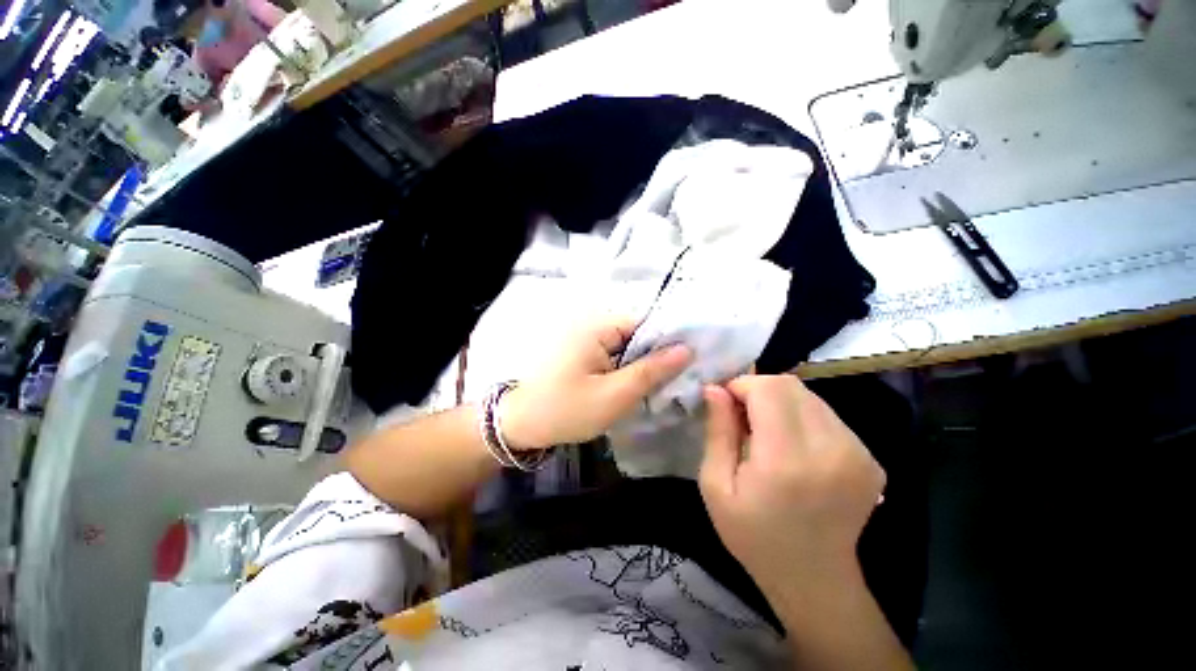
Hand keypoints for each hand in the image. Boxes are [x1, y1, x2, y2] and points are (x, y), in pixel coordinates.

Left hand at [500, 318, 691, 449]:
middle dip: (655, 358)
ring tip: (659, 388)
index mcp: (598, 327)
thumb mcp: (614, 395)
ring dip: (640, 367)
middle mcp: (592, 325)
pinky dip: (625, 371)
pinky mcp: (582, 354)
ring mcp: (585, 340)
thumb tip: (687, 349)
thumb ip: (651, 371)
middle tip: (675, 383)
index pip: (646, 324)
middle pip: (637, 335)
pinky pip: (613, 357)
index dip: (668, 343)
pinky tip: (634, 388)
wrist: (520, 425)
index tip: (689, 365)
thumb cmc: (565, 410)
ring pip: (626, 349)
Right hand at [698, 375, 884, 592]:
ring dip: (781, 403)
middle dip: (759, 390)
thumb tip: (715, 389)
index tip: (726, 403)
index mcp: (788, 460)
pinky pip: (826, 415)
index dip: (742, 385)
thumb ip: (717, 432)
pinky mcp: (870, 458)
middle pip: (791, 386)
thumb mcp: (716, 486)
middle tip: (743, 417)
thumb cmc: (753, 535)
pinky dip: (802, 418)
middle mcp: (831, 449)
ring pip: (810, 397)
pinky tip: (793, 447)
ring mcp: (858, 453)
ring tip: (767, 433)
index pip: (769, 389)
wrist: (814, 579)